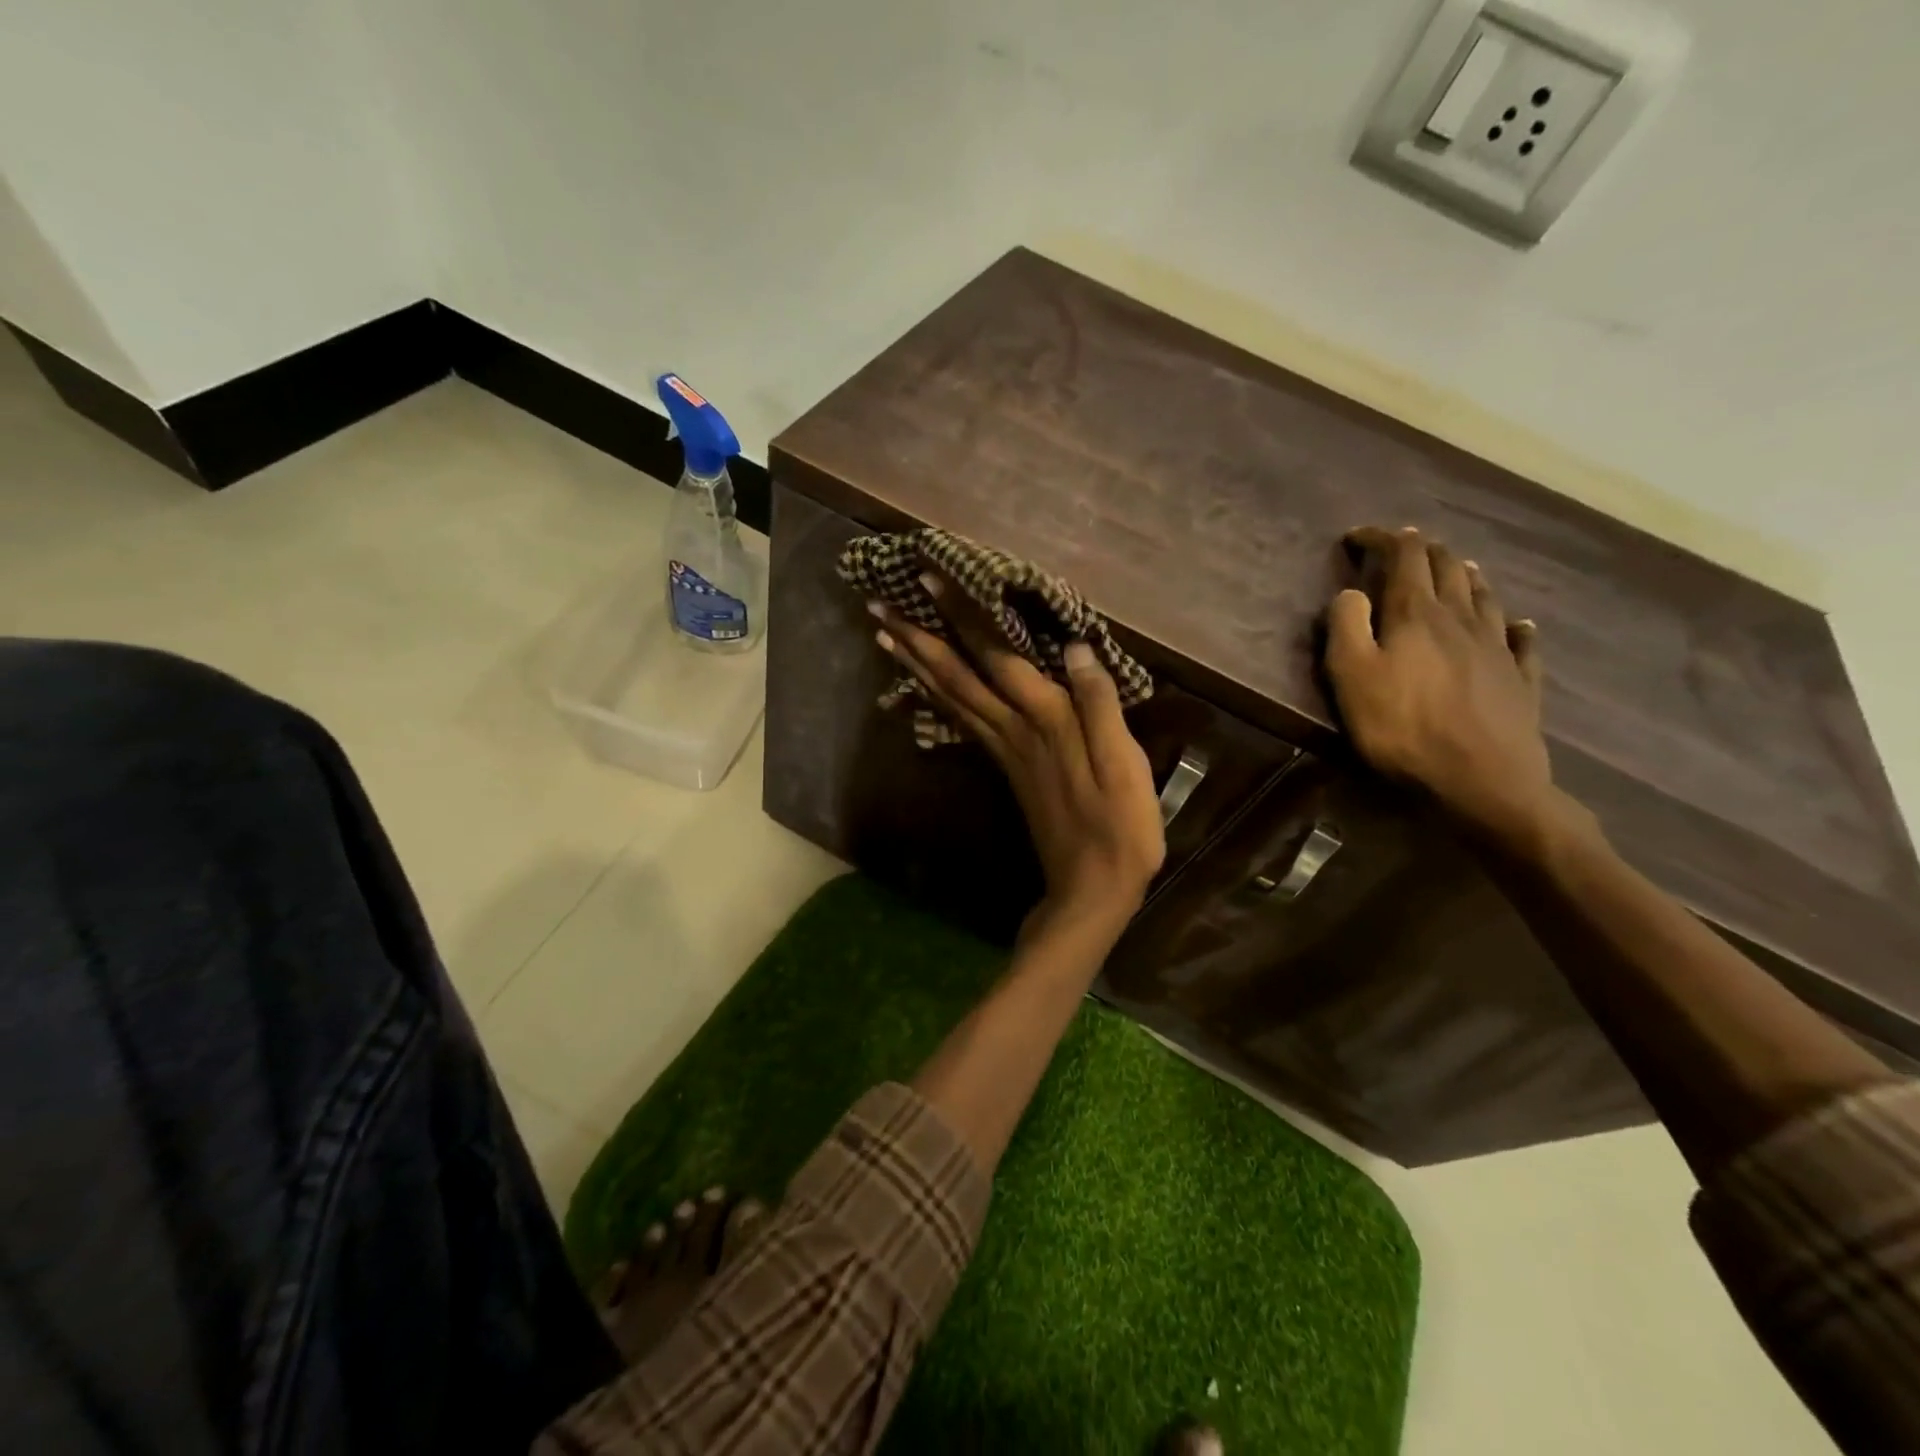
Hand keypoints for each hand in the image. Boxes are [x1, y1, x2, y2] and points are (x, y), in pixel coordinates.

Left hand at [868, 572, 1164, 932]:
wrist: (1090, 887)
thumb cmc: (1119, 826)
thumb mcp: (1123, 764)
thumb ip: (1099, 704)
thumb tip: (1074, 648)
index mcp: (1045, 721)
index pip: (997, 657)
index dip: (964, 617)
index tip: (930, 580)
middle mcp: (1013, 730)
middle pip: (956, 677)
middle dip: (918, 638)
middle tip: (879, 605)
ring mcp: (1004, 751)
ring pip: (950, 699)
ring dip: (916, 665)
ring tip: (884, 637)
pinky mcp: (1005, 769)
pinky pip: (961, 723)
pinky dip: (936, 698)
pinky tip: (923, 686)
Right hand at [1325, 526, 1556, 847]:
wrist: (1483, 782)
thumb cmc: (1404, 728)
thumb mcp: (1352, 677)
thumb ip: (1345, 627)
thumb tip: (1350, 592)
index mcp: (1417, 613)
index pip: (1404, 556)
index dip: (1381, 538)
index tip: (1357, 536)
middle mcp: (1462, 618)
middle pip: (1447, 567)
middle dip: (1422, 550)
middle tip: (1402, 547)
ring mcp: (1498, 647)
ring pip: (1483, 594)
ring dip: (1464, 574)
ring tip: (1454, 567)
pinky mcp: (1520, 679)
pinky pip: (1521, 639)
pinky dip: (1514, 623)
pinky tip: (1517, 623)